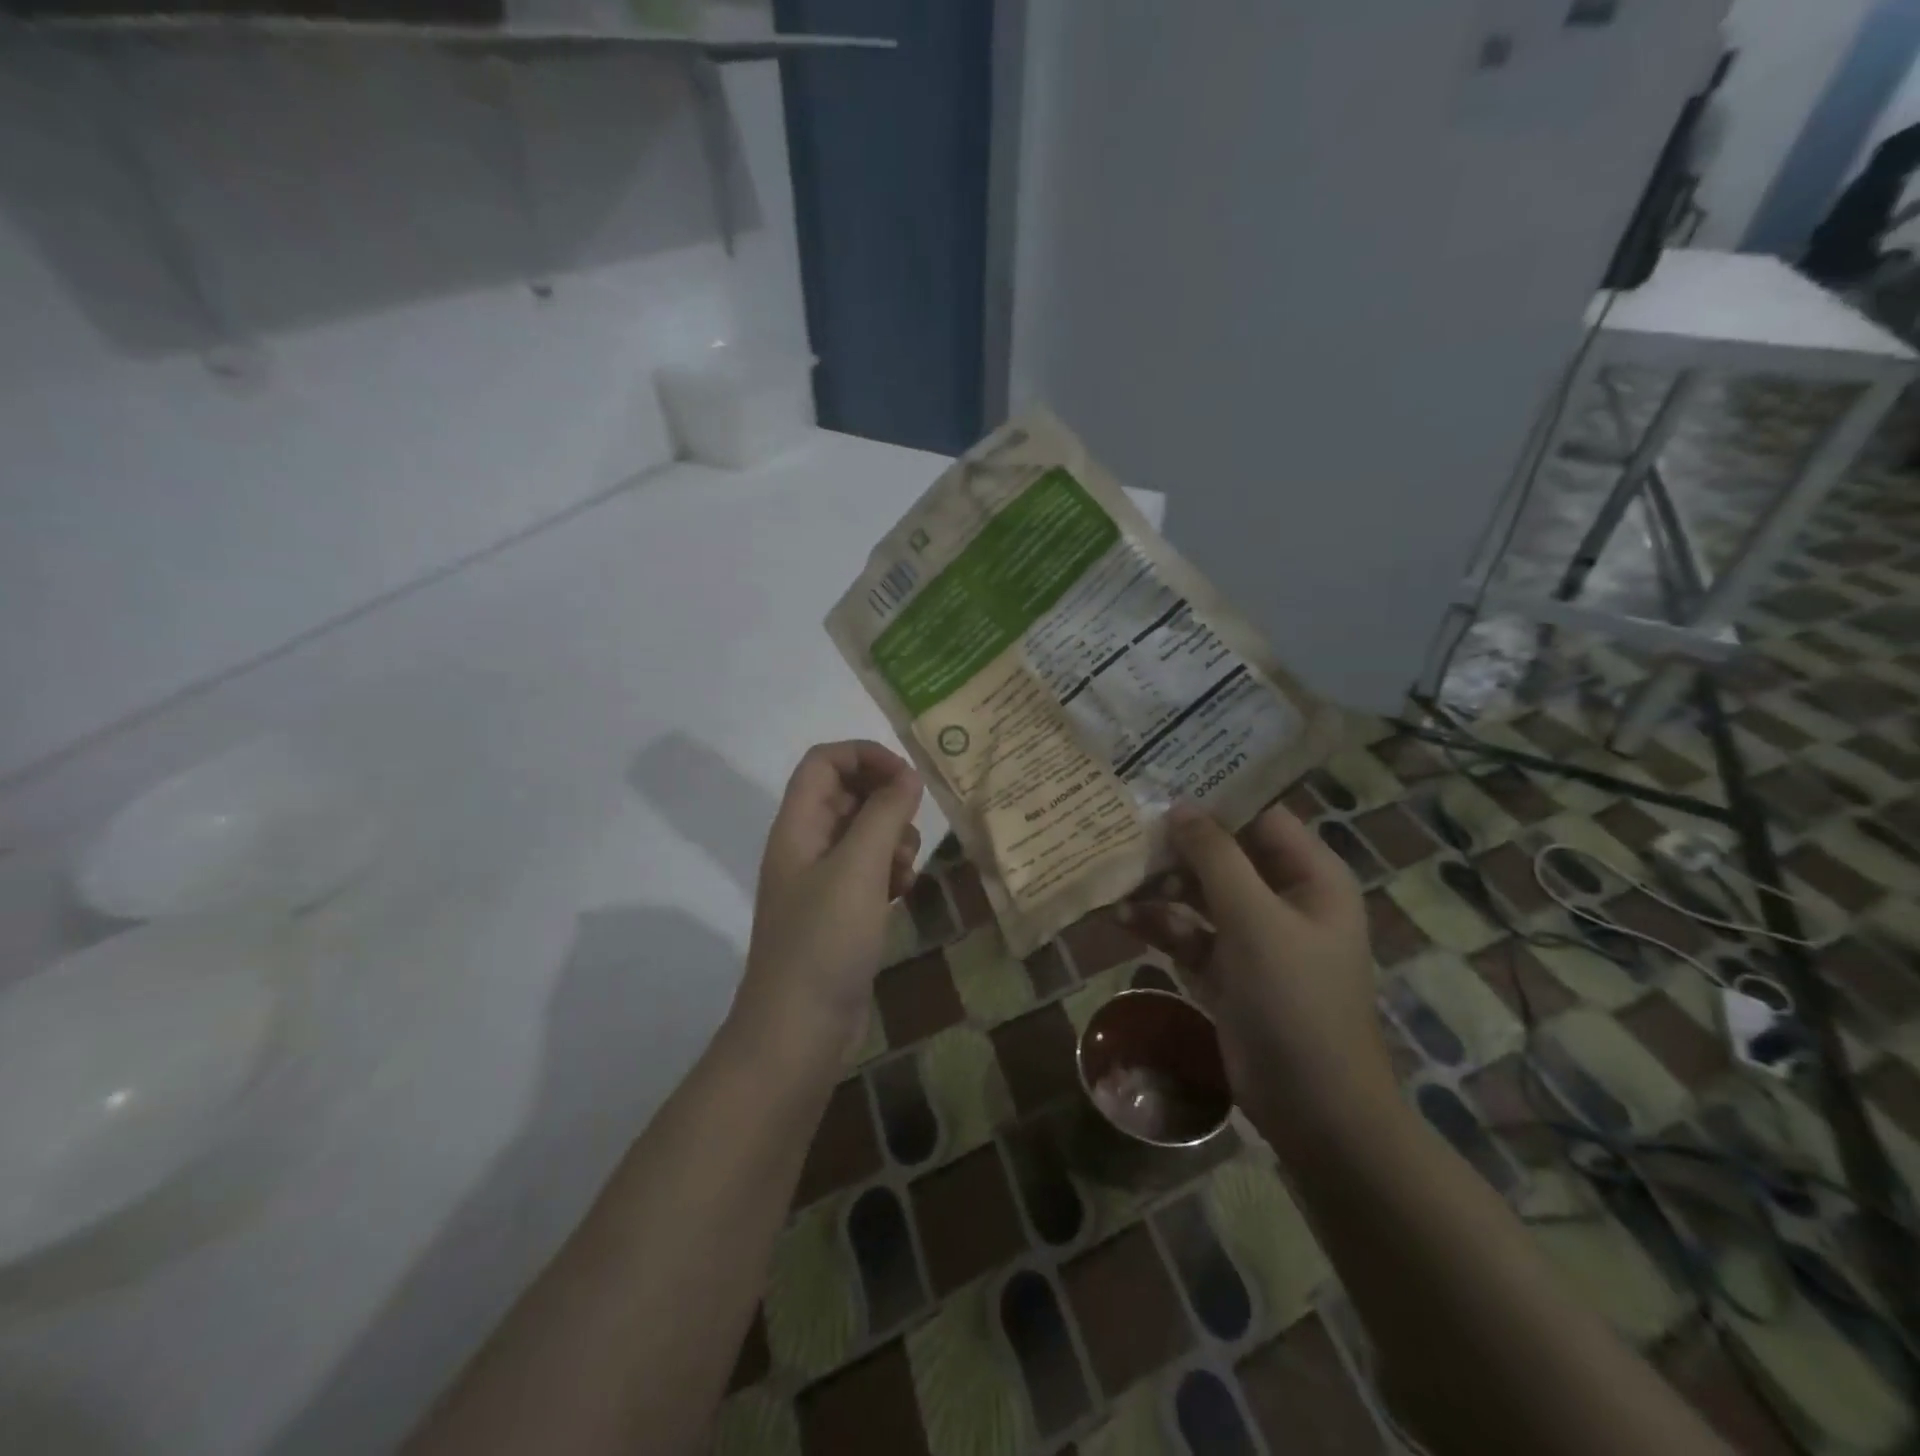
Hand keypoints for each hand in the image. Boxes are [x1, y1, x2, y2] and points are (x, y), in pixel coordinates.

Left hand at [734, 741, 924, 1058]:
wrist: (799, 1031)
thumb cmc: (824, 941)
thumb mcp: (858, 869)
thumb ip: (884, 815)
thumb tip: (908, 776)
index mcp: (797, 827)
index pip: (824, 762)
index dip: (865, 756)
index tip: (908, 779)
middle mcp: (806, 847)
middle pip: (846, 795)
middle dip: (886, 802)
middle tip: (911, 827)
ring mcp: (822, 882)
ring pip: (863, 834)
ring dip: (892, 839)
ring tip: (906, 868)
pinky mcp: (840, 913)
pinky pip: (869, 871)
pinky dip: (890, 871)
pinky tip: (904, 892)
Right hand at [1122, 802, 1397, 1146]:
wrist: (1315, 1109)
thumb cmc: (1295, 1000)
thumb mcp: (1254, 920)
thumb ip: (1215, 858)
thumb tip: (1179, 807)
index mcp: (1309, 876)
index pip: (1259, 817)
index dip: (1212, 799)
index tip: (1159, 782)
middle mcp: (1283, 898)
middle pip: (1223, 856)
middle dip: (1175, 848)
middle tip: (1122, 829)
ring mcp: (1253, 938)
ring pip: (1199, 896)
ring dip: (1160, 889)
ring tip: (1115, 878)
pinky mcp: (1227, 972)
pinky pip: (1189, 935)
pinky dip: (1160, 927)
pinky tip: (1122, 919)